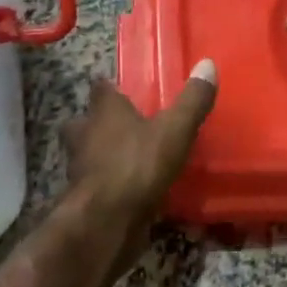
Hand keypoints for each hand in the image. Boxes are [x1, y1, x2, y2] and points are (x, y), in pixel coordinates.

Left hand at [64, 60, 217, 270]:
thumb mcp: (175, 130)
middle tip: (121, 127)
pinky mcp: (83, 200)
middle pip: (83, 122)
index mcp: (104, 111)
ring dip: (99, 156)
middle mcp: (84, 135)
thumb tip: (207, 64)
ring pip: (84, 155)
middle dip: (95, 123)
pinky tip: (126, 191)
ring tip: (126, 159)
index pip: (100, 88)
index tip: (121, 89)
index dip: (110, 88)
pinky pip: (95, 185)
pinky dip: (107, 185)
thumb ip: (192, 101)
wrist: (105, 223)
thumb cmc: (137, 165)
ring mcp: (79, 170)